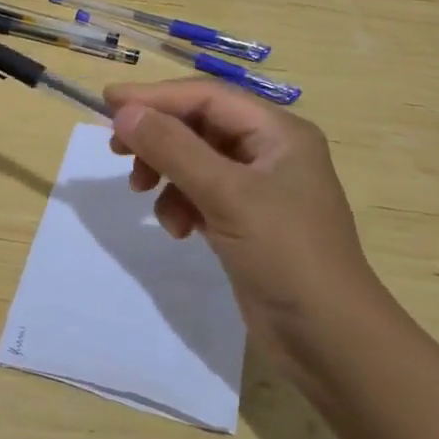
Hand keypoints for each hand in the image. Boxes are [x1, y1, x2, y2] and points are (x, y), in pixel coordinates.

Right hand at [105, 80, 390, 370]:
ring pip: (196, 161)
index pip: (207, 97)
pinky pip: (202, 194)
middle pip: (200, 126)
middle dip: (158, 138)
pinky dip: (182, 204)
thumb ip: (173, 149)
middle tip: (117, 151)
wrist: (331, 342)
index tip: (108, 103)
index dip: (156, 96)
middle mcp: (270, 151)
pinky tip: (178, 230)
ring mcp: (259, 188)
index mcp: (278, 131)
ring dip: (167, 174)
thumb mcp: (227, 195)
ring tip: (142, 194)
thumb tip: (124, 112)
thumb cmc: (286, 254)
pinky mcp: (247, 222)